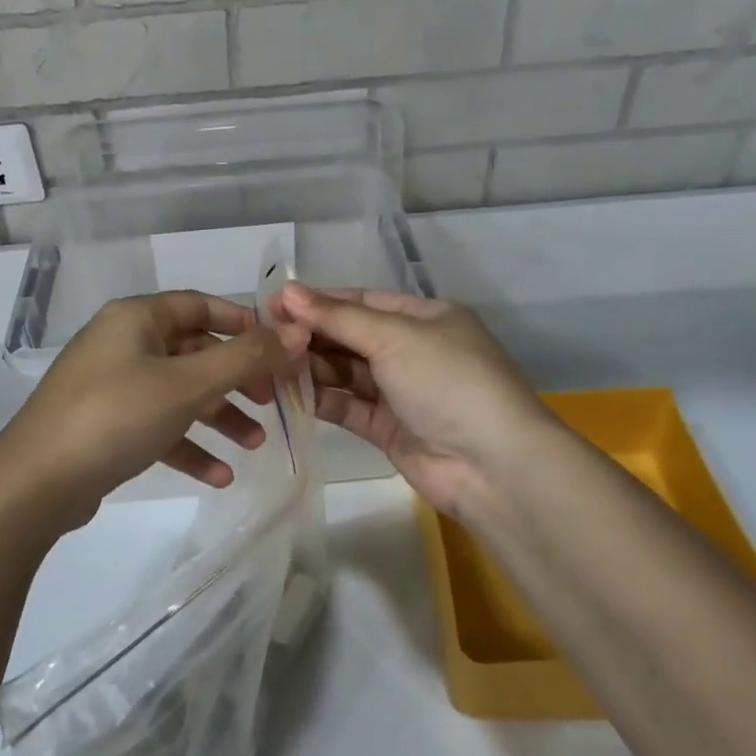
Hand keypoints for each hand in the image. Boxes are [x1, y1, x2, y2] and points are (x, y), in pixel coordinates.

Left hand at [0, 291, 306, 530]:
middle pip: (193, 352)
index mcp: (136, 318)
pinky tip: (220, 476)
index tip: (280, 348)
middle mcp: (123, 343)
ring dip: (219, 416)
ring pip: (179, 392)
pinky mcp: (106, 425)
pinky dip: (188, 445)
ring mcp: (112, 386)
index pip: (200, 305)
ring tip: (255, 444)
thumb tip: (296, 331)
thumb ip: (245, 358)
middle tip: (273, 402)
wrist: (35, 484)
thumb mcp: (187, 385)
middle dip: (236, 378)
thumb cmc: (116, 416)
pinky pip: (158, 426)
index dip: (243, 323)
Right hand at [273, 283, 551, 528]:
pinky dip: (321, 399)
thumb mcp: (394, 337)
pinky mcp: (388, 428)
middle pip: (351, 336)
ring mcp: (400, 391)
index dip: (318, 301)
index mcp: (425, 317)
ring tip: (269, 365)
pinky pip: (347, 405)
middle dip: (310, 335)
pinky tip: (288, 393)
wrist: (492, 465)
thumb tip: (286, 290)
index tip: (273, 304)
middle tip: (264, 338)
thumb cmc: (447, 381)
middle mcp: (413, 349)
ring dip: (311, 367)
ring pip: (345, 372)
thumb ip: (338, 317)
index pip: (362, 301)